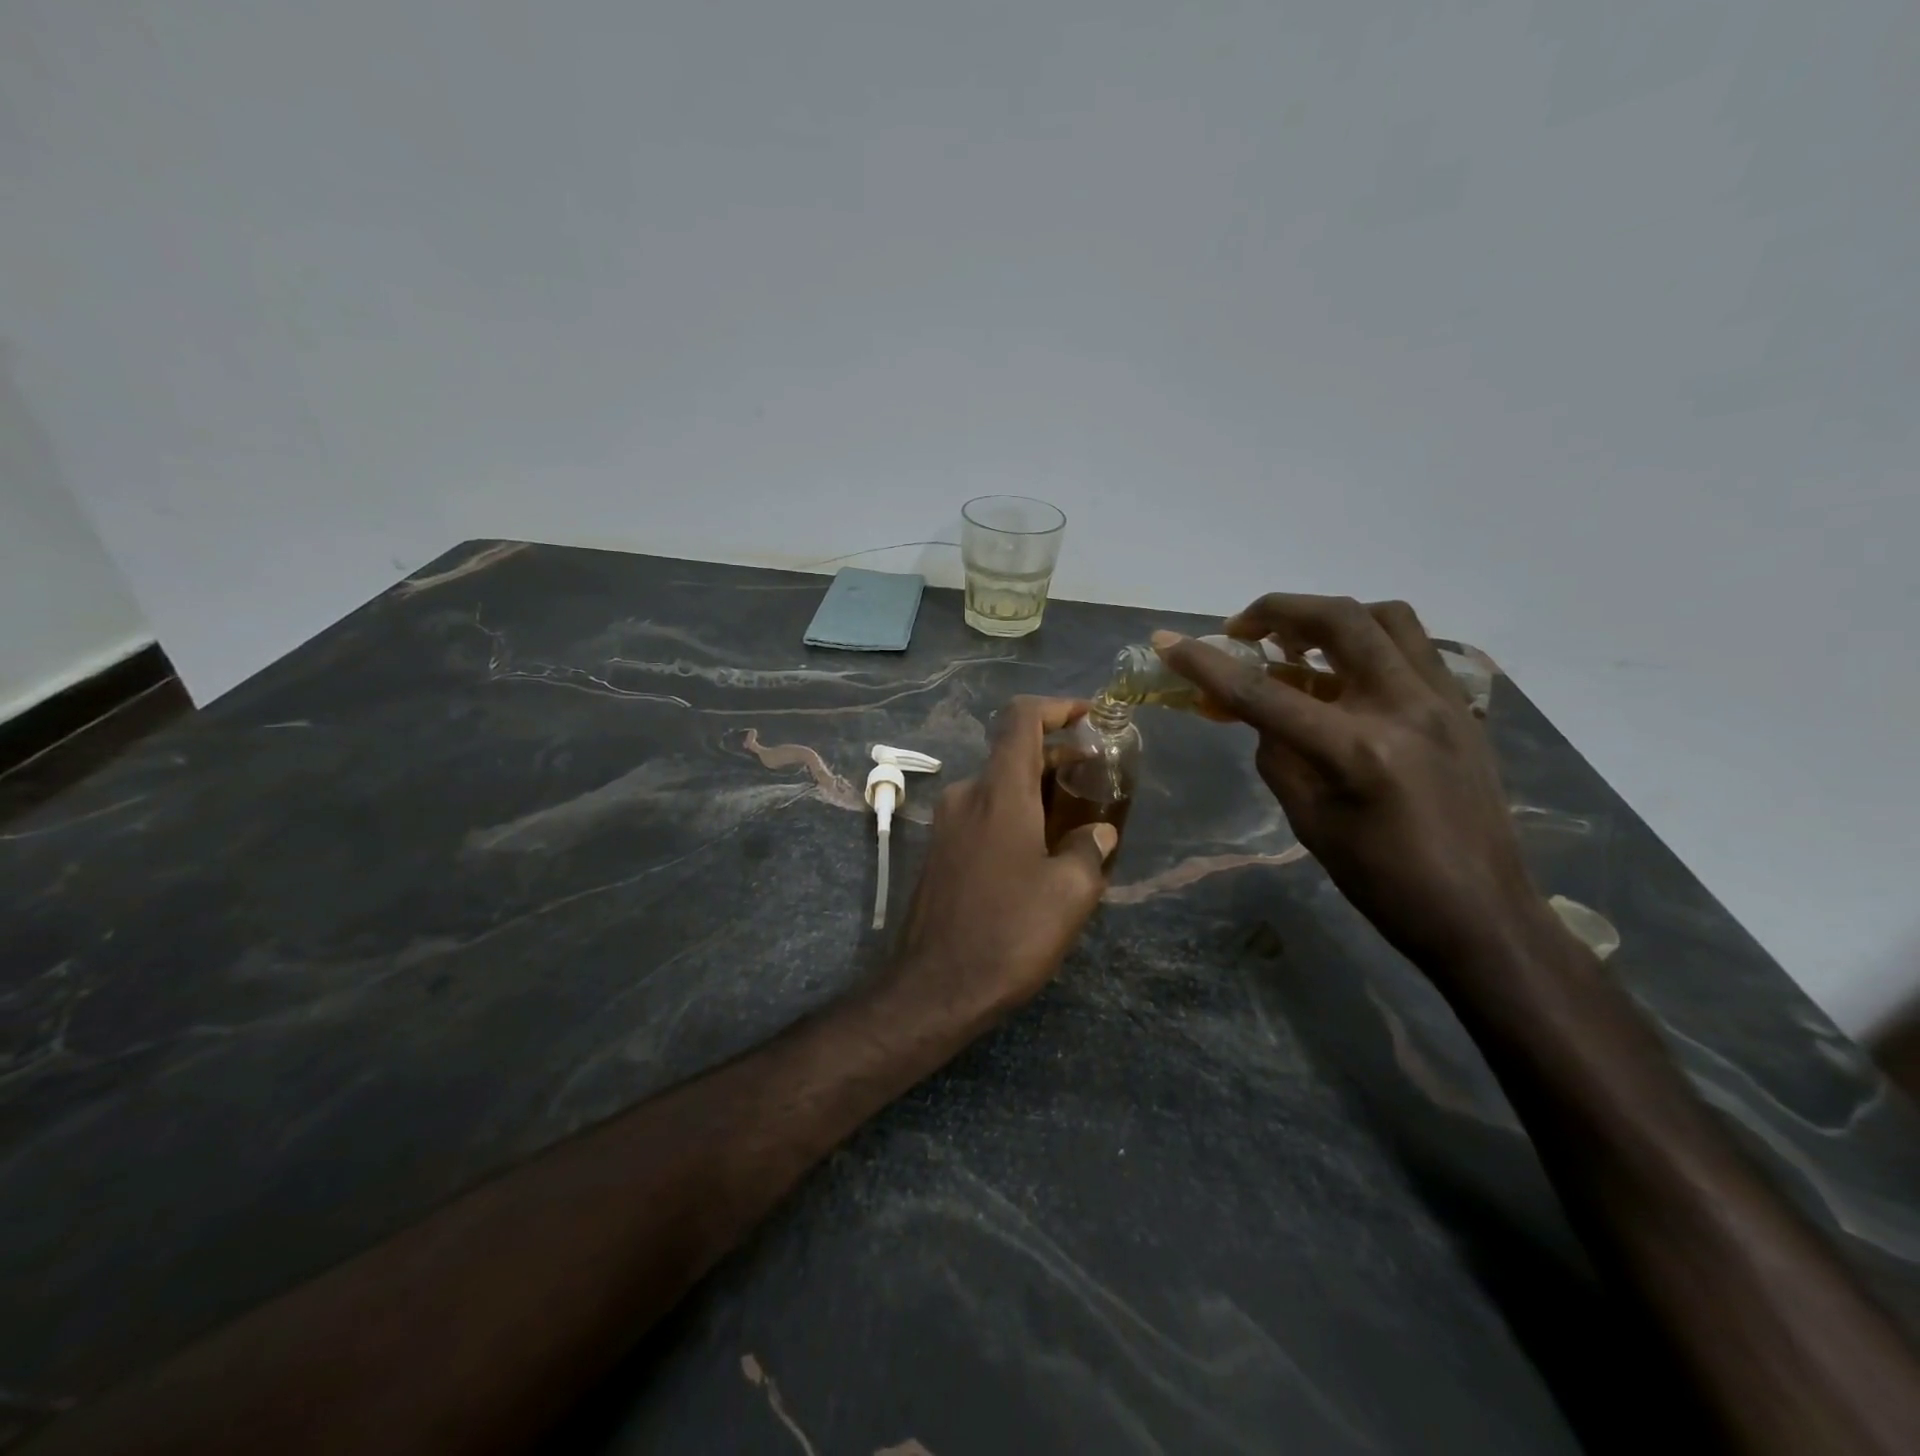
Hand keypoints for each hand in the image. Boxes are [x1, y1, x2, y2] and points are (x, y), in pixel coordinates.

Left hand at [887, 696, 1118, 1023]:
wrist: (934, 988)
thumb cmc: (1008, 934)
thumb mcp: (1069, 894)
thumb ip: (1088, 850)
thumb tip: (1097, 832)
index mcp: (999, 792)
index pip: (1021, 719)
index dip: (1057, 706)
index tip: (1090, 716)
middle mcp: (967, 795)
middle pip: (1013, 753)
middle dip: (1058, 758)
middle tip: (1099, 781)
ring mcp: (947, 824)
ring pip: (999, 787)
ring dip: (1038, 792)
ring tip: (1078, 823)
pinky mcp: (939, 851)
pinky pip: (983, 815)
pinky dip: (1015, 816)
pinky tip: (1040, 853)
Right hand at [1155, 596, 1554, 977]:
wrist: (1482, 914)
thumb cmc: (1383, 881)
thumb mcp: (1309, 821)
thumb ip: (1278, 755)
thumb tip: (1261, 714)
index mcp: (1355, 750)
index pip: (1262, 692)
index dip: (1205, 664)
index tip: (1166, 643)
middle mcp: (1403, 707)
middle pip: (1337, 621)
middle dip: (1277, 611)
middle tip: (1243, 629)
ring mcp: (1443, 701)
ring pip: (1384, 618)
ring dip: (1330, 617)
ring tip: (1297, 643)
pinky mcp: (1462, 707)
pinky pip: (1412, 647)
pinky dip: (1368, 642)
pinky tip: (1344, 674)